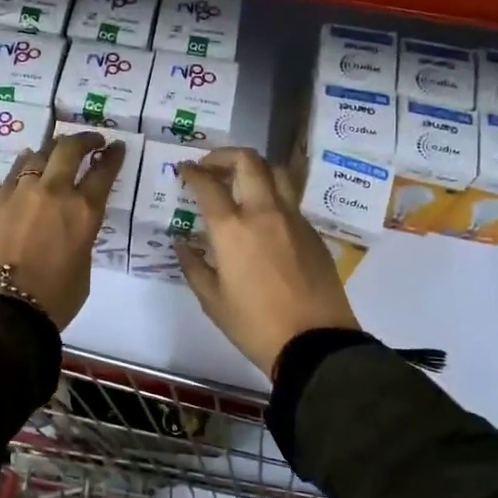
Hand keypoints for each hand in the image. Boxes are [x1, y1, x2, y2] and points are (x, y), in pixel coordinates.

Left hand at [0, 131, 125, 328]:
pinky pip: (15, 171)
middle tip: (91, 141)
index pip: (104, 171)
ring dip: (53, 149)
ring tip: (57, 152)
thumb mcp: (83, 267)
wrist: (2, 309)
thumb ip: (82, 237)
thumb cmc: (54, 299)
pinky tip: (28, 165)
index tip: (116, 147)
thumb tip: (72, 226)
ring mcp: (21, 191)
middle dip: (84, 139)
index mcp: (84, 212)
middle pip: (70, 149)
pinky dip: (26, 164)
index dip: (113, 156)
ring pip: (39, 153)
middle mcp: (54, 192)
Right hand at [175, 147, 360, 375]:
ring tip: (241, 180)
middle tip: (211, 166)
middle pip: (248, 161)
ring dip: (254, 168)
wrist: (315, 342)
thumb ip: (193, 265)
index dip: (192, 171)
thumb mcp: (212, 299)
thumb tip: (182, 242)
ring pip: (277, 172)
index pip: (208, 184)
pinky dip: (272, 195)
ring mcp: (293, 219)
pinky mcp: (312, 232)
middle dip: (224, 155)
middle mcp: (264, 212)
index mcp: (232, 229)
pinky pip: (290, 200)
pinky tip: (263, 217)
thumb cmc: (254, 324)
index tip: (184, 169)